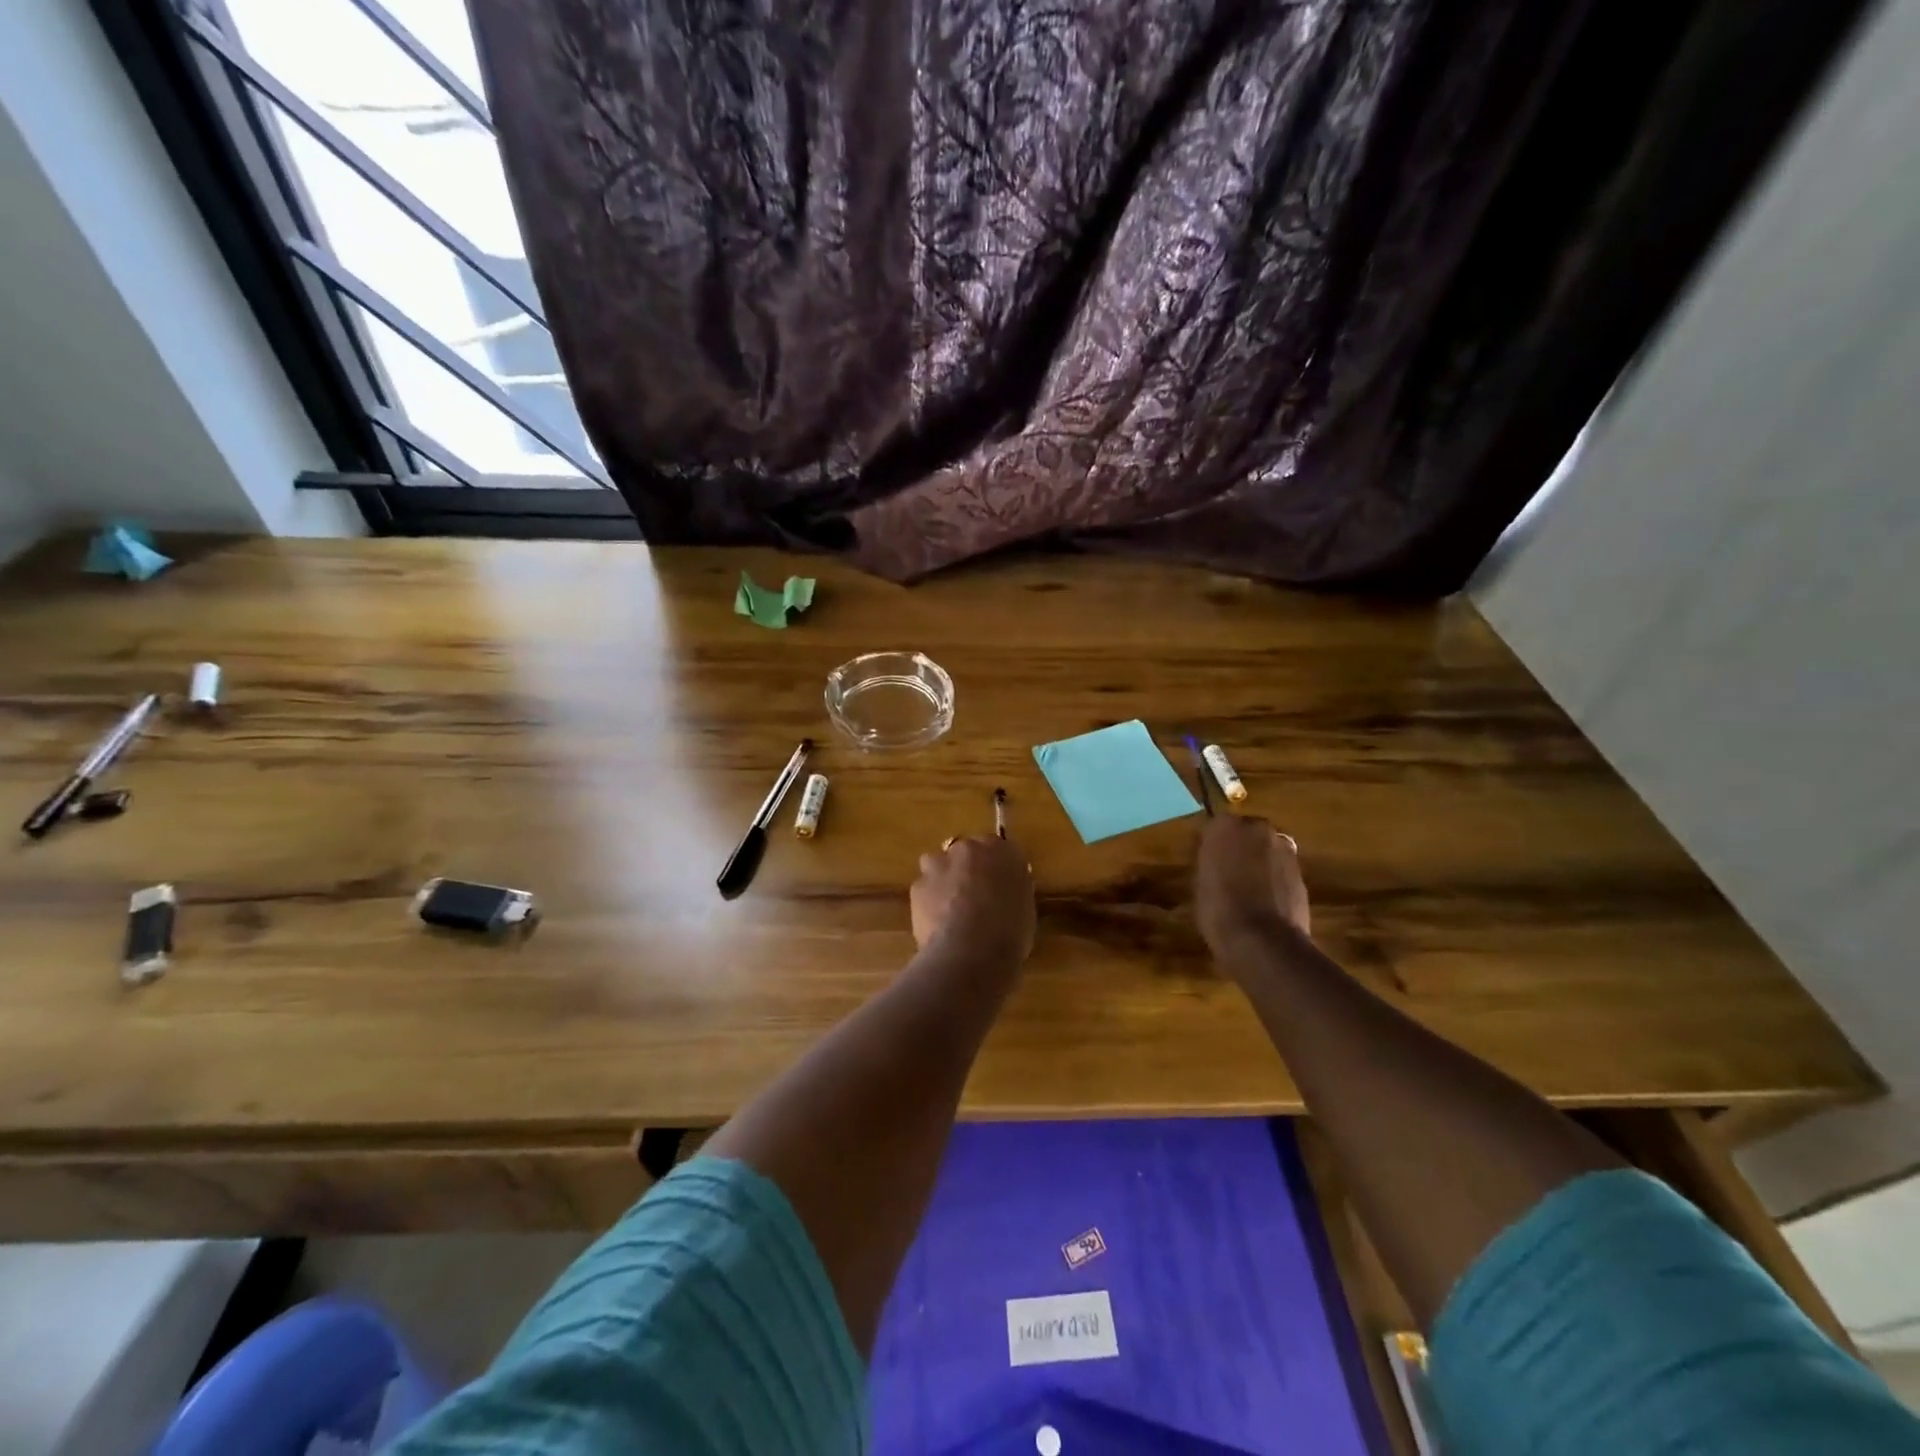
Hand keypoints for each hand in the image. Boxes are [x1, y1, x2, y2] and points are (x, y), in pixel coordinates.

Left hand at [912, 836, 1035, 963]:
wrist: (971, 952)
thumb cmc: (1009, 934)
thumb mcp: (1024, 910)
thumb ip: (1012, 891)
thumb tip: (1003, 893)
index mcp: (1003, 852)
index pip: (999, 849)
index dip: (995, 868)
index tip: (997, 885)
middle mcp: (970, 849)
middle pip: (966, 851)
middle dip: (967, 868)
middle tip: (973, 896)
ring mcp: (940, 864)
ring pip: (938, 863)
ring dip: (942, 878)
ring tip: (949, 907)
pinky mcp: (918, 884)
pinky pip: (923, 888)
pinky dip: (927, 901)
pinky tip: (935, 923)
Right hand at [1194, 814, 1310, 954]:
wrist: (1263, 940)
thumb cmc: (1218, 909)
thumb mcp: (1200, 882)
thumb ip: (1211, 861)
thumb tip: (1217, 858)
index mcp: (1225, 826)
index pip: (1216, 825)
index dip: (1212, 844)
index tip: (1207, 860)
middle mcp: (1257, 828)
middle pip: (1246, 832)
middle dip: (1240, 847)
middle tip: (1228, 871)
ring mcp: (1284, 848)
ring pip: (1267, 849)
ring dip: (1259, 861)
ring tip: (1249, 888)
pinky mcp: (1301, 871)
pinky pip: (1281, 868)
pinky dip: (1274, 878)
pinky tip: (1266, 900)